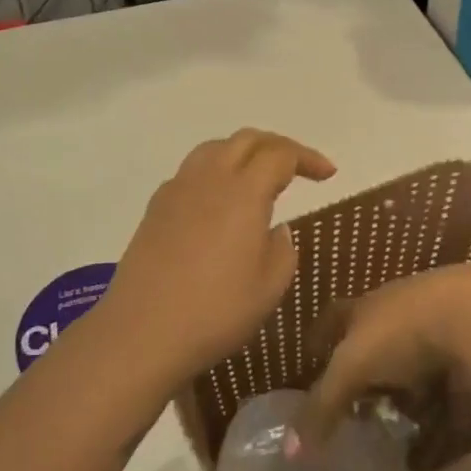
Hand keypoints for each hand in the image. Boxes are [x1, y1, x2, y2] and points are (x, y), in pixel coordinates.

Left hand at [101, 129, 335, 386]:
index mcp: (244, 191)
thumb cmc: (216, 311)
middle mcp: (209, 178)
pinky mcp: (156, 207)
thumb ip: (282, 249)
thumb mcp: (269, 286)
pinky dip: (215, 172)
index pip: (281, 154)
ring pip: (215, 148)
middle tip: (298, 168)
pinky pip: (191, 172)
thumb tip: (275, 229)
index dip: (307, 159)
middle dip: (278, 146)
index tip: (328, 175)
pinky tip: (219, 202)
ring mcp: (177, 189)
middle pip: (247, 140)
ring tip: (258, 176)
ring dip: (243, 153)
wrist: (143, 331)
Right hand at [287, 265, 470, 458]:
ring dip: (411, 394)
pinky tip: (449, 437)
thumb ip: (323, 407)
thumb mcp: (351, 368)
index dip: (320, 338)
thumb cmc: (399, 333)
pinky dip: (449, 410)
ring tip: (403, 428)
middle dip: (368, 374)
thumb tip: (289, 452)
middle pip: (375, 342)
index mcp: (363, 309)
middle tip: (360, 408)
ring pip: (416, 365)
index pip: (333, 319)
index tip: (311, 356)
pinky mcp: (468, 348)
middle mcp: (396, 312)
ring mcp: (435, 327)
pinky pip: (453, 385)